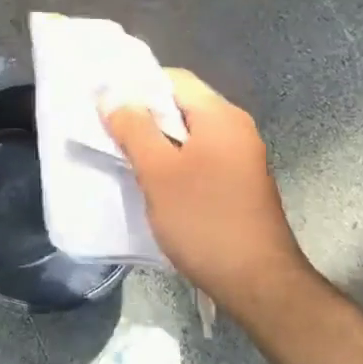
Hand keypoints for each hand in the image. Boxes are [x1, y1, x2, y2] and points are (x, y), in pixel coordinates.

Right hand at [102, 69, 315, 318]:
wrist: (258, 284)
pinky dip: (174, 161)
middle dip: (143, 115)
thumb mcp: (158, 172)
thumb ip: (133, 128)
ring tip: (124, 154)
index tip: (104, 103)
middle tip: (107, 129)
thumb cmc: (204, 220)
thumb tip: (111, 95)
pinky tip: (153, 181)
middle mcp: (235, 128)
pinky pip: (199, 156)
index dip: (136, 86)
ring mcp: (241, 157)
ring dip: (156, 141)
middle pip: (181, 104)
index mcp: (220, 116)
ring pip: (188, 133)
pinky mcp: (239, 182)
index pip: (173, 79)